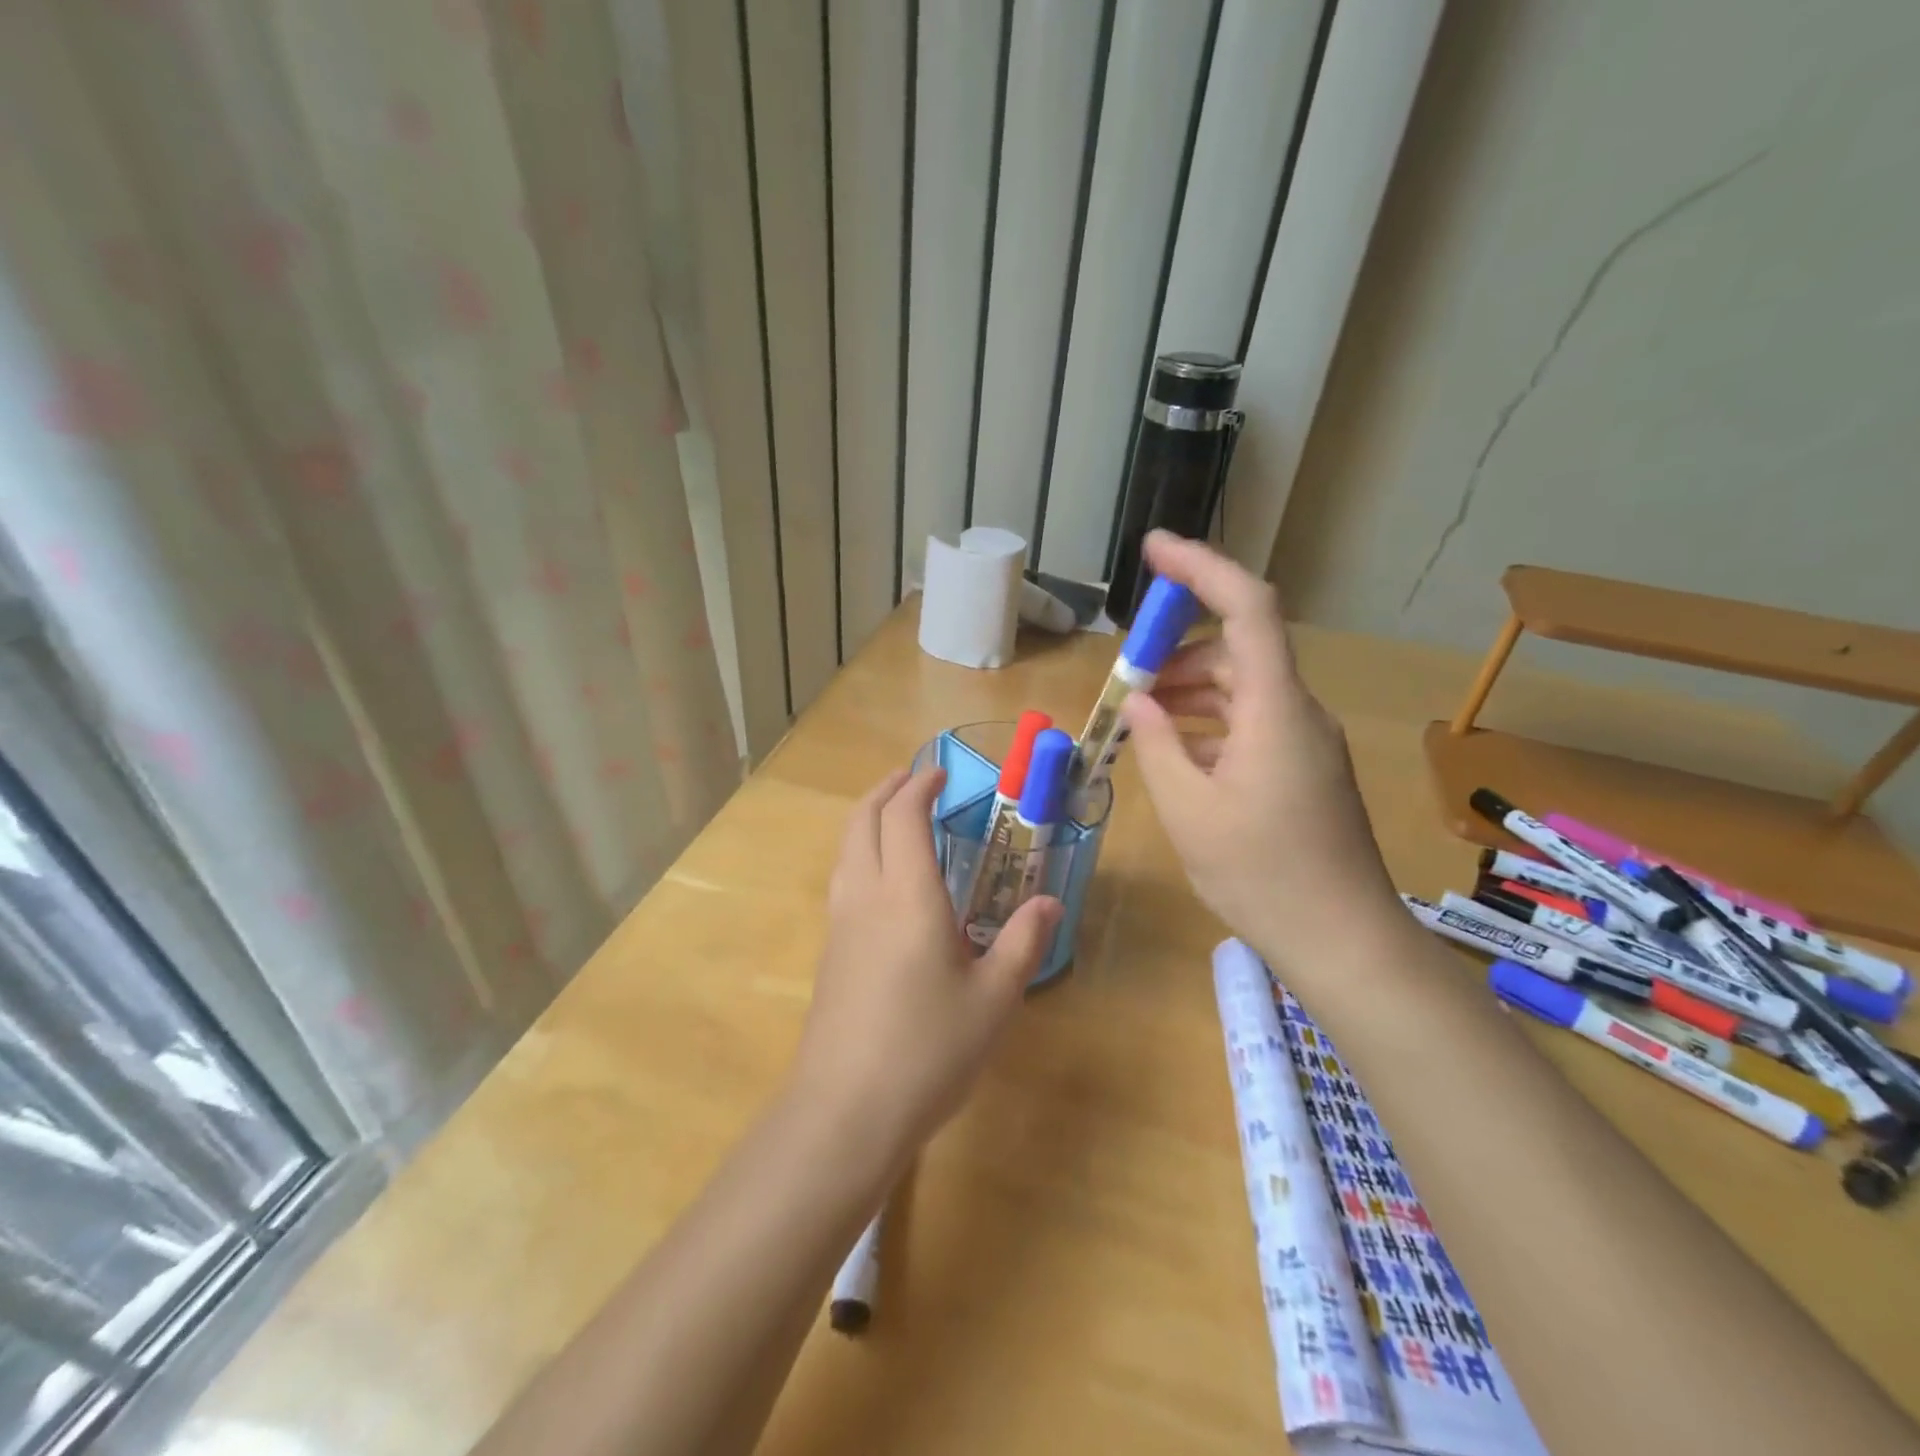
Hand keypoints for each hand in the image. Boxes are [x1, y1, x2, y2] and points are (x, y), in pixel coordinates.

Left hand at [790, 768, 1061, 1156]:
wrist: (846, 1111)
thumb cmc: (929, 1050)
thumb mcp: (993, 999)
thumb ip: (1022, 943)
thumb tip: (1050, 904)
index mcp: (908, 896)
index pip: (903, 817)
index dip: (919, 787)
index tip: (940, 774)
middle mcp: (866, 896)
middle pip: (862, 820)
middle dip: (885, 790)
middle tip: (912, 780)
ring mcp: (840, 924)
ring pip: (845, 848)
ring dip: (867, 818)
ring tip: (893, 816)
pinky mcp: (830, 952)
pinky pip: (842, 878)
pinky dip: (860, 852)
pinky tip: (883, 880)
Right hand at [1120, 531, 1399, 976]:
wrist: (1341, 939)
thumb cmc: (1262, 874)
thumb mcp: (1189, 810)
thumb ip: (1158, 744)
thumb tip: (1139, 704)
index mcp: (1275, 708)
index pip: (1247, 606)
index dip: (1201, 567)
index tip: (1153, 549)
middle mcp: (1296, 711)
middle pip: (1237, 648)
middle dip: (1174, 651)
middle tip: (1122, 678)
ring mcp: (1304, 740)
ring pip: (1240, 688)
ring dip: (1187, 690)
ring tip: (1138, 716)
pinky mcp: (1302, 767)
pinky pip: (1249, 723)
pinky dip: (1207, 723)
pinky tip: (1174, 751)